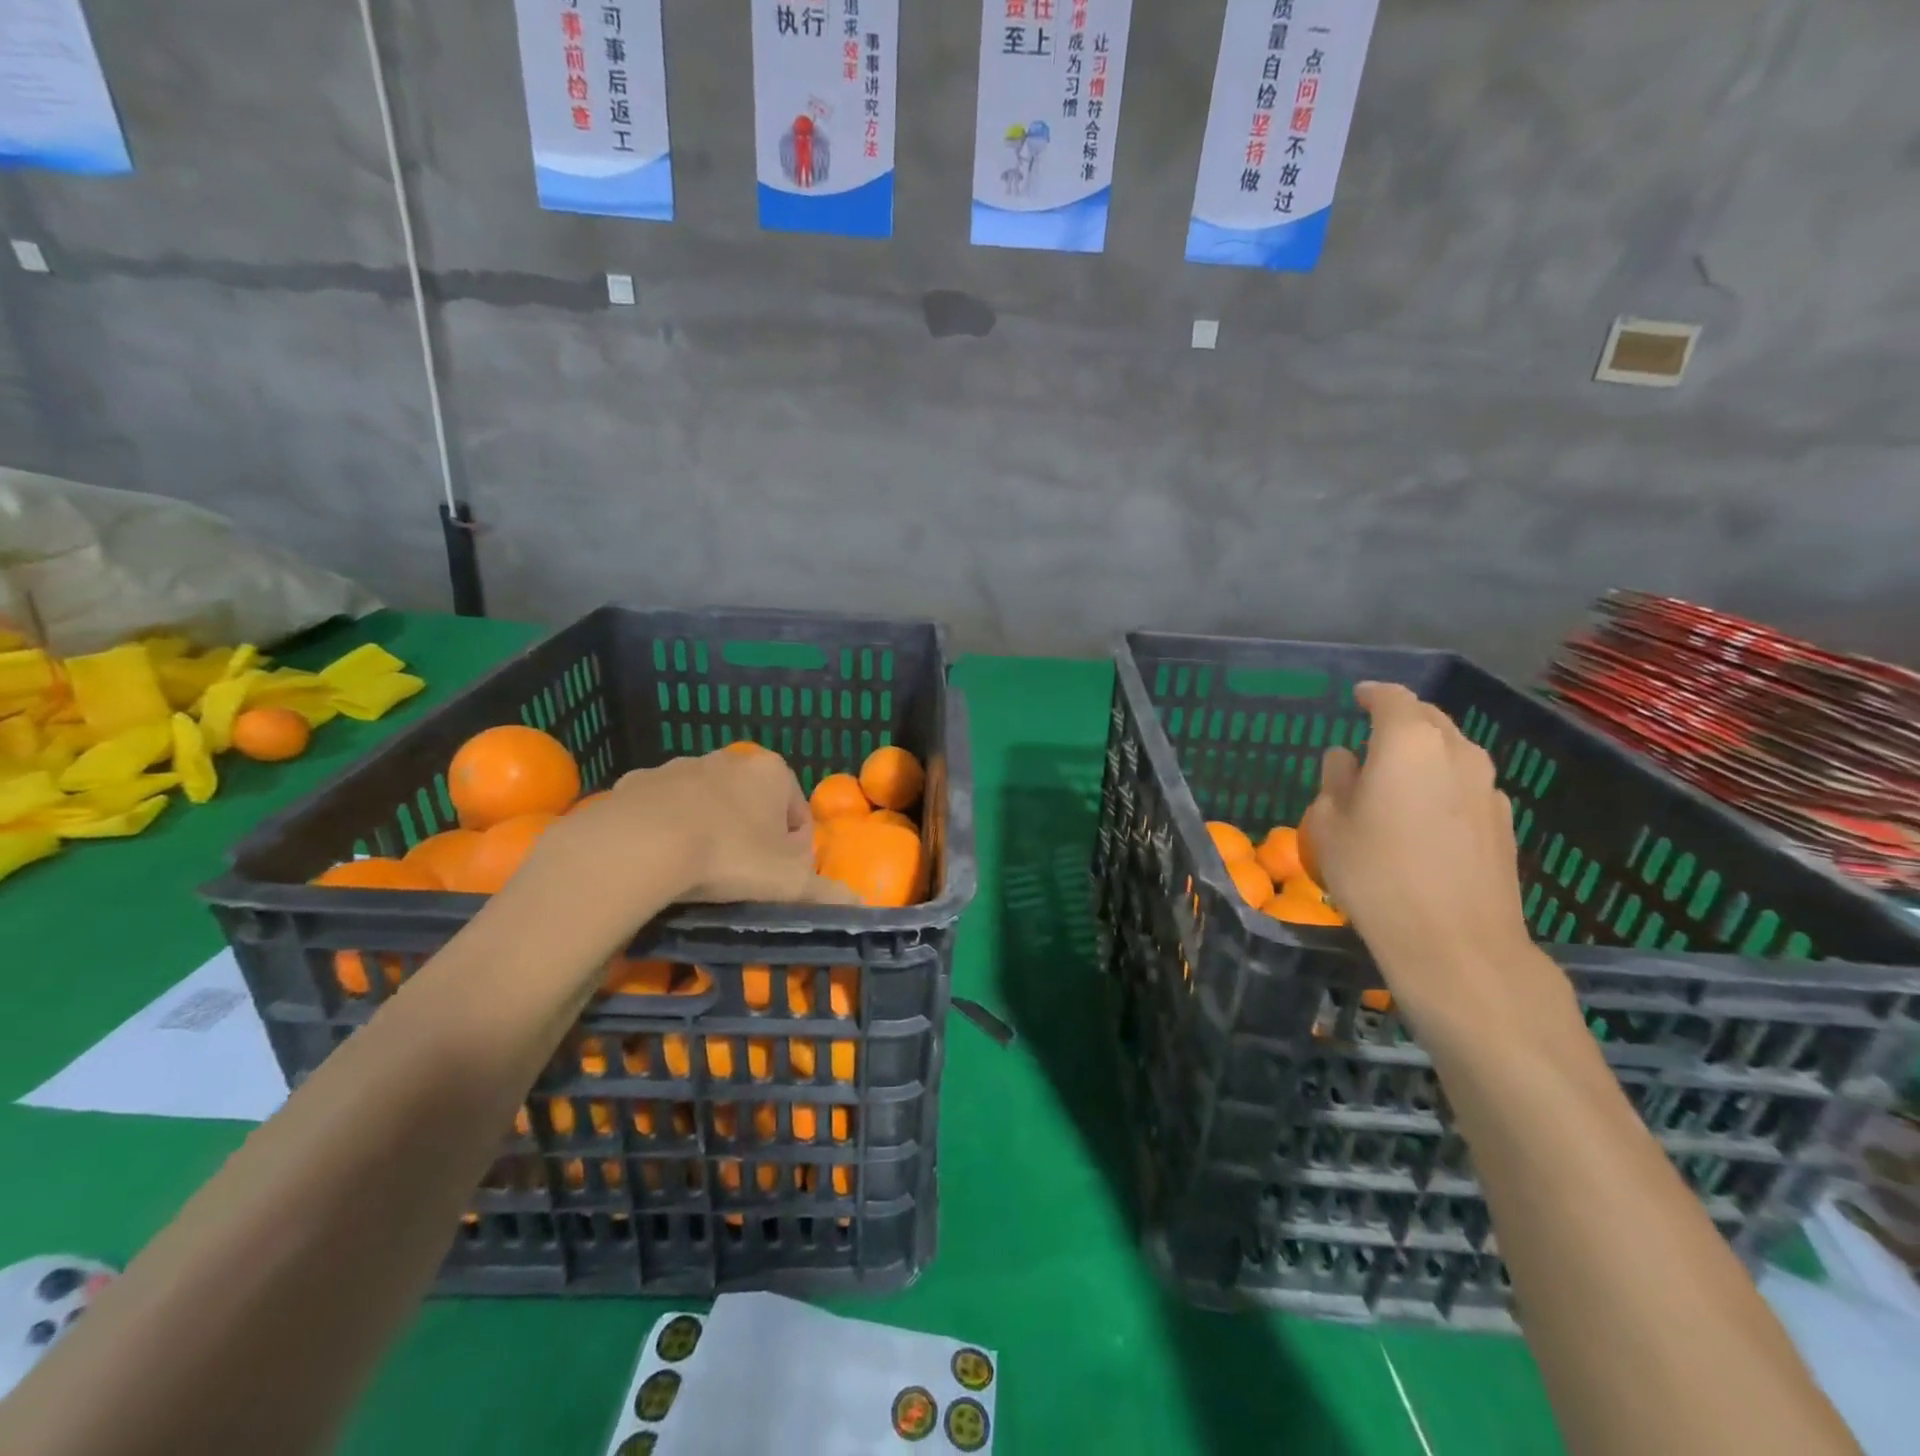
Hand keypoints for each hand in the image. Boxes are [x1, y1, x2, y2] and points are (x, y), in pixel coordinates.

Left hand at [534, 749, 856, 907]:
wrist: (639, 845)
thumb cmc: (730, 856)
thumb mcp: (789, 883)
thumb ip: (828, 893)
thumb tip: (861, 907)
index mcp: (771, 771)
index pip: (798, 814)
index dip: (795, 852)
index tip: (779, 882)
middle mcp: (727, 759)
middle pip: (752, 806)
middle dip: (752, 839)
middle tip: (741, 881)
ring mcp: (677, 767)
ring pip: (706, 806)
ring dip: (709, 834)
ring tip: (698, 877)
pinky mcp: (635, 784)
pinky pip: (661, 812)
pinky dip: (666, 833)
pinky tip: (661, 863)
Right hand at [1301, 682, 1579, 1056]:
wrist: (1457, 943)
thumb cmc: (1375, 875)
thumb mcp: (1330, 825)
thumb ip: (1336, 781)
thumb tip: (1347, 760)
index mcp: (1408, 742)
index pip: (1391, 698)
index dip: (1371, 694)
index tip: (1356, 697)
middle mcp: (1456, 752)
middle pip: (1428, 719)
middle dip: (1400, 720)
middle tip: (1371, 737)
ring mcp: (1488, 787)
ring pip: (1452, 751)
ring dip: (1424, 753)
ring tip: (1396, 778)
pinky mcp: (1504, 822)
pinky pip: (1467, 785)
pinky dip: (1444, 785)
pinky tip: (1426, 816)